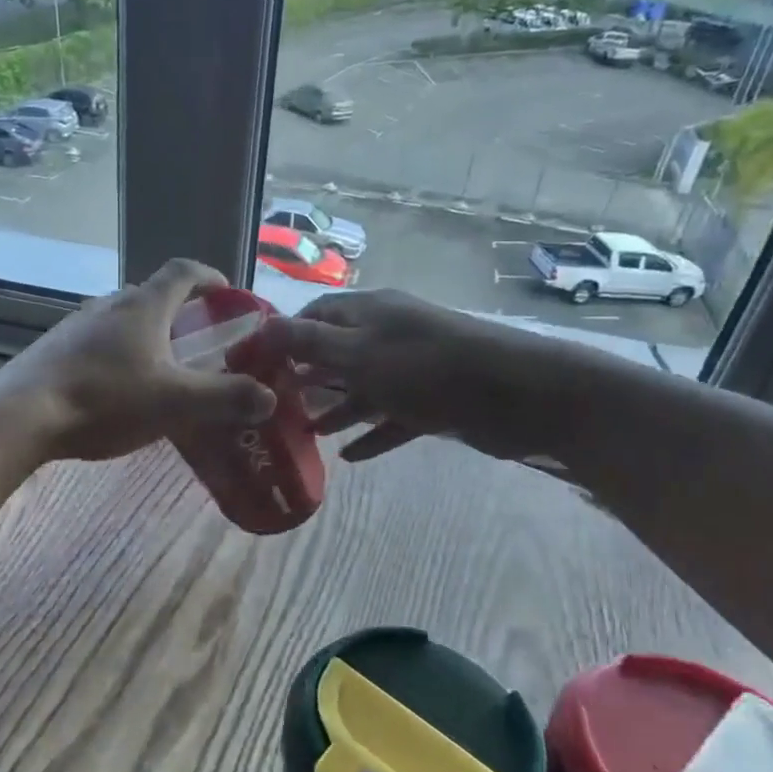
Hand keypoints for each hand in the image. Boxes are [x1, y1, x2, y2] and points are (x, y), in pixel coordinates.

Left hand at [0, 259, 277, 462]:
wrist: (23, 415)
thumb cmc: (105, 400)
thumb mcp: (175, 403)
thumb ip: (225, 398)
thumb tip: (269, 397)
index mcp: (144, 306)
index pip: (183, 272)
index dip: (210, 277)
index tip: (228, 294)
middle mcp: (110, 305)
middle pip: (153, 296)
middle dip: (181, 313)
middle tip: (200, 342)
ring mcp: (77, 325)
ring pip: (123, 320)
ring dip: (148, 335)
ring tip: (162, 369)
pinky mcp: (56, 349)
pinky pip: (99, 342)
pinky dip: (120, 354)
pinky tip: (119, 389)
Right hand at [258, 289, 573, 462]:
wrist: (516, 394)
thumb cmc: (427, 367)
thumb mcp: (359, 352)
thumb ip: (309, 343)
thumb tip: (261, 328)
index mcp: (368, 313)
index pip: (315, 316)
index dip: (284, 338)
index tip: (256, 367)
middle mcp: (387, 336)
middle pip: (337, 354)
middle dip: (307, 379)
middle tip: (274, 407)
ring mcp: (412, 370)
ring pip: (363, 389)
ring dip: (336, 409)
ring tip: (307, 434)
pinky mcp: (433, 402)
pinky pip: (393, 419)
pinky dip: (372, 434)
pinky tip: (350, 458)